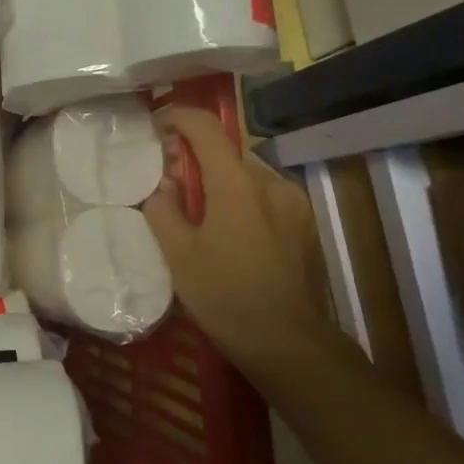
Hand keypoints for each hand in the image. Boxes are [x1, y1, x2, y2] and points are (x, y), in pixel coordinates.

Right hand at [141, 107, 336, 369]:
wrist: (290, 345)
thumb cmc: (226, 297)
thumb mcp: (179, 256)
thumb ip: (164, 210)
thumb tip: (164, 187)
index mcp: (237, 184)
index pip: (205, 128)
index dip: (178, 118)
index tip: (157, 126)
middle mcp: (271, 183)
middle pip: (227, 152)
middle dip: (196, 157)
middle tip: (171, 182)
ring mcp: (294, 203)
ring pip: (248, 174)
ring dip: (221, 180)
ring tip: (201, 213)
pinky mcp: (306, 224)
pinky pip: (266, 196)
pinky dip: (242, 199)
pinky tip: (230, 232)